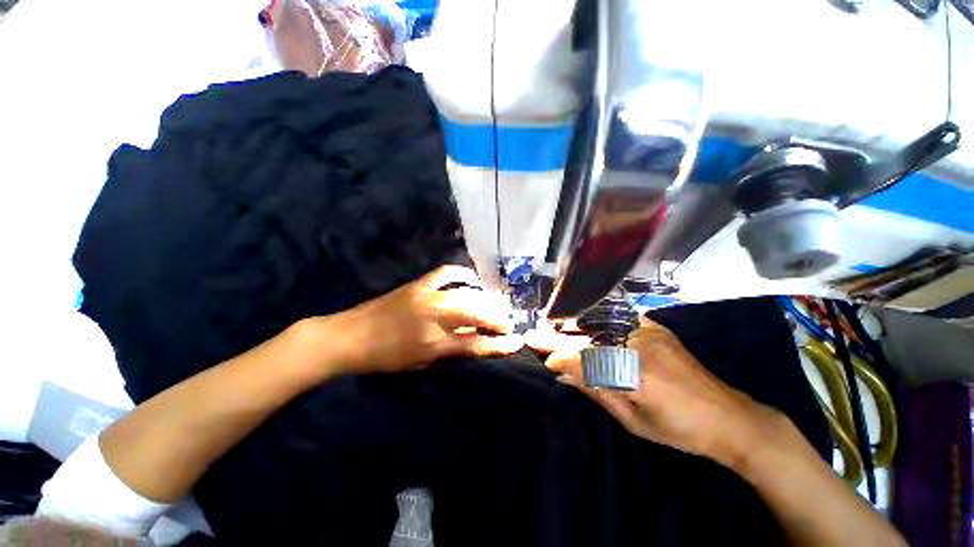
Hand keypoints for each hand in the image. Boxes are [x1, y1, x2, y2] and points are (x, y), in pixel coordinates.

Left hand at [318, 265, 523, 374]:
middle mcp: (433, 317)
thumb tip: (476, 339)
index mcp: (432, 344)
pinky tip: (473, 280)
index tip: (516, 342)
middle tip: (507, 322)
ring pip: (467, 294)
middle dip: (498, 318)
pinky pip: (447, 273)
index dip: (499, 344)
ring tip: (495, 304)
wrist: (349, 336)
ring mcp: (426, 296)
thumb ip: (451, 350)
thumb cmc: (384, 358)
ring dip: (486, 299)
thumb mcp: (421, 363)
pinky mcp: (418, 283)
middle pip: (476, 313)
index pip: (476, 344)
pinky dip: (464, 275)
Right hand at [527, 317, 781, 465]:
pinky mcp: (655, 327)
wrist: (730, 417)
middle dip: (558, 336)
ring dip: (573, 325)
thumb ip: (595, 391)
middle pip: (587, 337)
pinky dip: (596, 319)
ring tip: (553, 325)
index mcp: (635, 374)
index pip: (584, 359)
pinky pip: (618, 317)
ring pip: (599, 324)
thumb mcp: (633, 421)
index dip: (560, 358)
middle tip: (535, 333)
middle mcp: (639, 345)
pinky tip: (583, 320)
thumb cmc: (679, 430)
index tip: (542, 358)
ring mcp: (648, 331)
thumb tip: (563, 375)